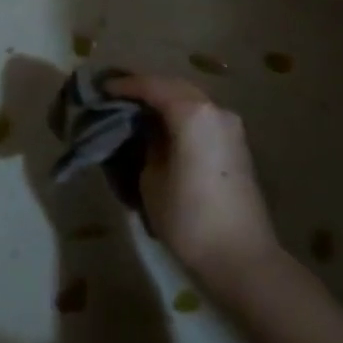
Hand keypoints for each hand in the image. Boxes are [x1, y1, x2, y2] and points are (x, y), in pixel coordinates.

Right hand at [108, 74, 277, 287]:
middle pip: (174, 86)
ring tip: (135, 110)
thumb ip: (145, 143)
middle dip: (145, 88)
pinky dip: (179, 114)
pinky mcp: (236, 144)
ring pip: (190, 99)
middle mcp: (215, 110)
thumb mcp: (150, 178)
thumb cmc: (188, 217)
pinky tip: (161, 127)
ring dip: (164, 100)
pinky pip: (201, 116)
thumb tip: (144, 130)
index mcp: (192, 113)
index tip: (101, 89)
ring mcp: (230, 126)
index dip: (124, 85)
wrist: (241, 257)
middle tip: (116, 95)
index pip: (152, 86)